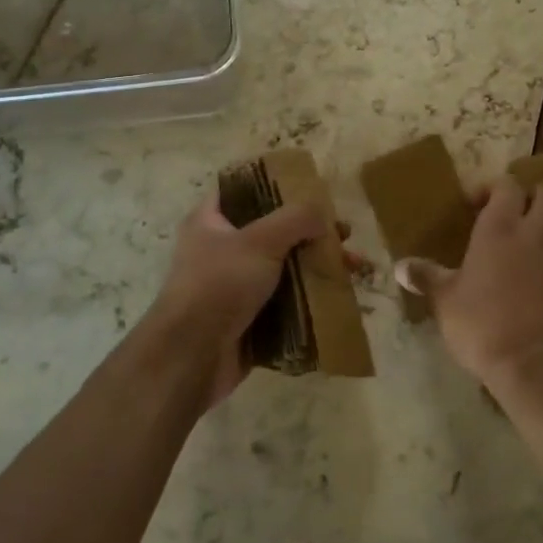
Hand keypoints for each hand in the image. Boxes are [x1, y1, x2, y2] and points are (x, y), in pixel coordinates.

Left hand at [149, 189, 325, 407]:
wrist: (191, 358)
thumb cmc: (219, 285)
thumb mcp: (259, 240)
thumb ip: (296, 218)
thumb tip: (324, 216)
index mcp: (210, 221)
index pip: (243, 189)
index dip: (276, 185)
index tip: (312, 189)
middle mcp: (220, 249)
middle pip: (273, 230)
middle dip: (310, 232)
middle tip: (343, 234)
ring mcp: (234, 286)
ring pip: (283, 267)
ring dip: (316, 266)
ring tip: (351, 267)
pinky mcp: (248, 318)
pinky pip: (285, 301)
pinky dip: (309, 298)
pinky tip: (338, 296)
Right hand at [396, 176, 542, 393]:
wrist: (531, 362)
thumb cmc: (481, 323)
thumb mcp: (445, 300)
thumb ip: (426, 276)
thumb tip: (400, 267)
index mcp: (500, 227)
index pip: (507, 185)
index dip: (491, 187)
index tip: (472, 204)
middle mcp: (533, 231)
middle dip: (525, 195)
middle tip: (504, 212)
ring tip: (525, 229)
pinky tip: (538, 258)